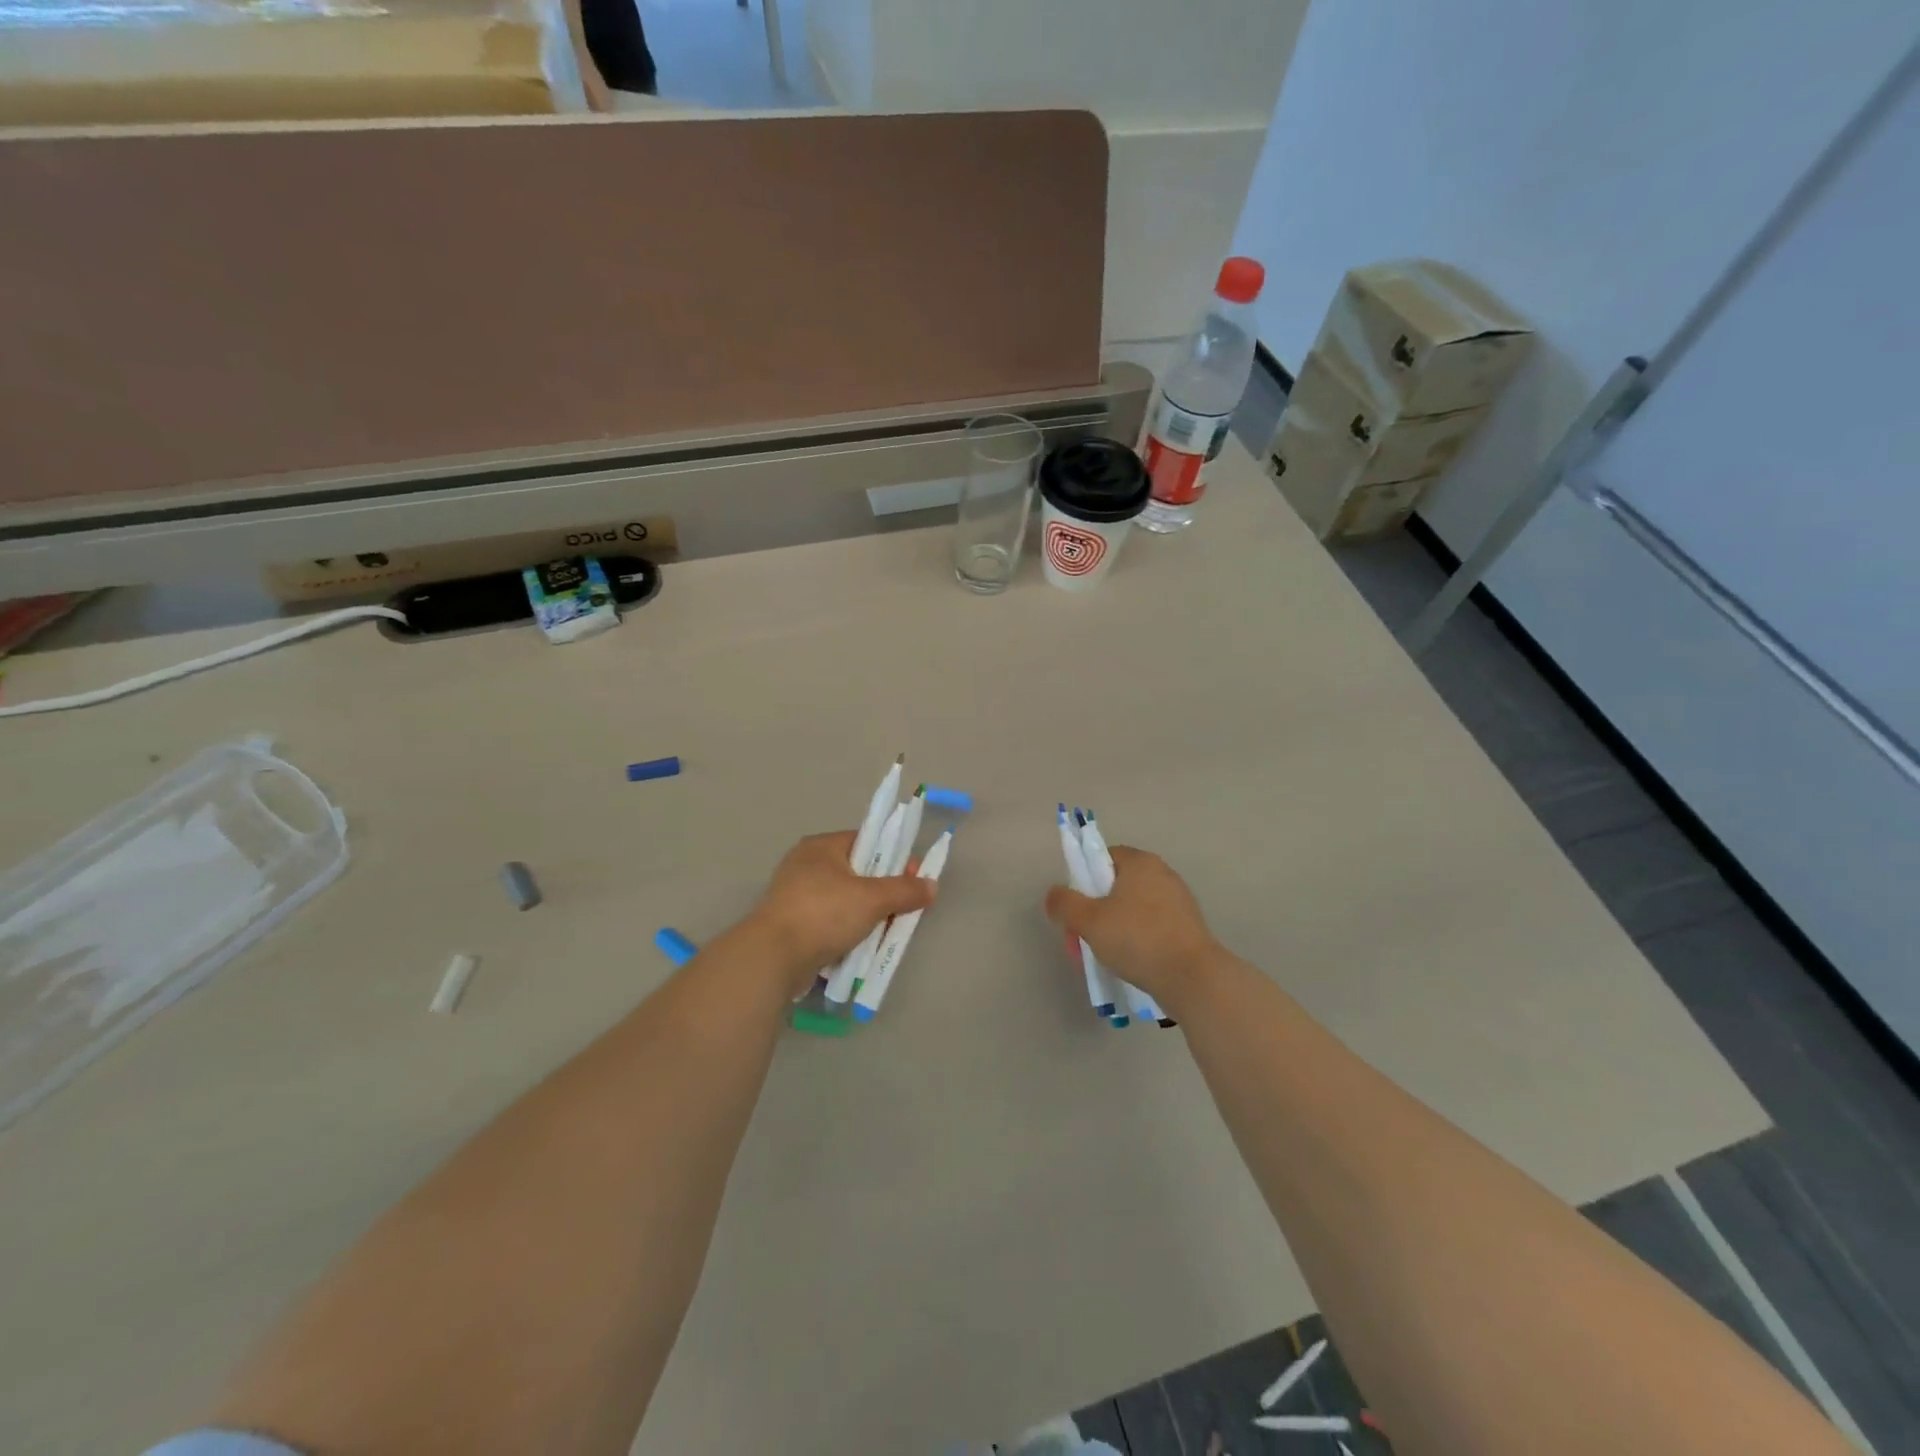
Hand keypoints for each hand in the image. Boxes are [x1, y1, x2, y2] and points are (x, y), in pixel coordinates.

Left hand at [745, 831, 935, 994]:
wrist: (772, 958)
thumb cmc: (824, 914)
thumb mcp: (872, 899)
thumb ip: (905, 890)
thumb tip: (931, 885)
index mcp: (822, 846)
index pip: (867, 840)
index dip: (894, 856)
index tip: (914, 877)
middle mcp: (806, 864)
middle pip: (857, 872)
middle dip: (883, 891)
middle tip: (904, 908)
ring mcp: (795, 895)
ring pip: (844, 900)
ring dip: (866, 915)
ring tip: (885, 932)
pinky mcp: (791, 924)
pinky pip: (829, 922)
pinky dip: (846, 931)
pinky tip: (860, 946)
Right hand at [1044, 846, 1221, 1007]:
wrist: (1192, 978)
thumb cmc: (1137, 939)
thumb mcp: (1089, 920)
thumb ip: (1065, 903)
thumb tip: (1053, 895)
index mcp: (1140, 862)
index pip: (1103, 857)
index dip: (1084, 879)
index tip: (1077, 906)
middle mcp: (1163, 874)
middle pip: (1117, 885)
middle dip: (1097, 909)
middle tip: (1085, 936)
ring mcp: (1179, 901)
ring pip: (1134, 908)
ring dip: (1115, 927)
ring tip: (1105, 955)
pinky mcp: (1188, 927)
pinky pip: (1152, 926)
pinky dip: (1138, 939)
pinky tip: (1131, 963)